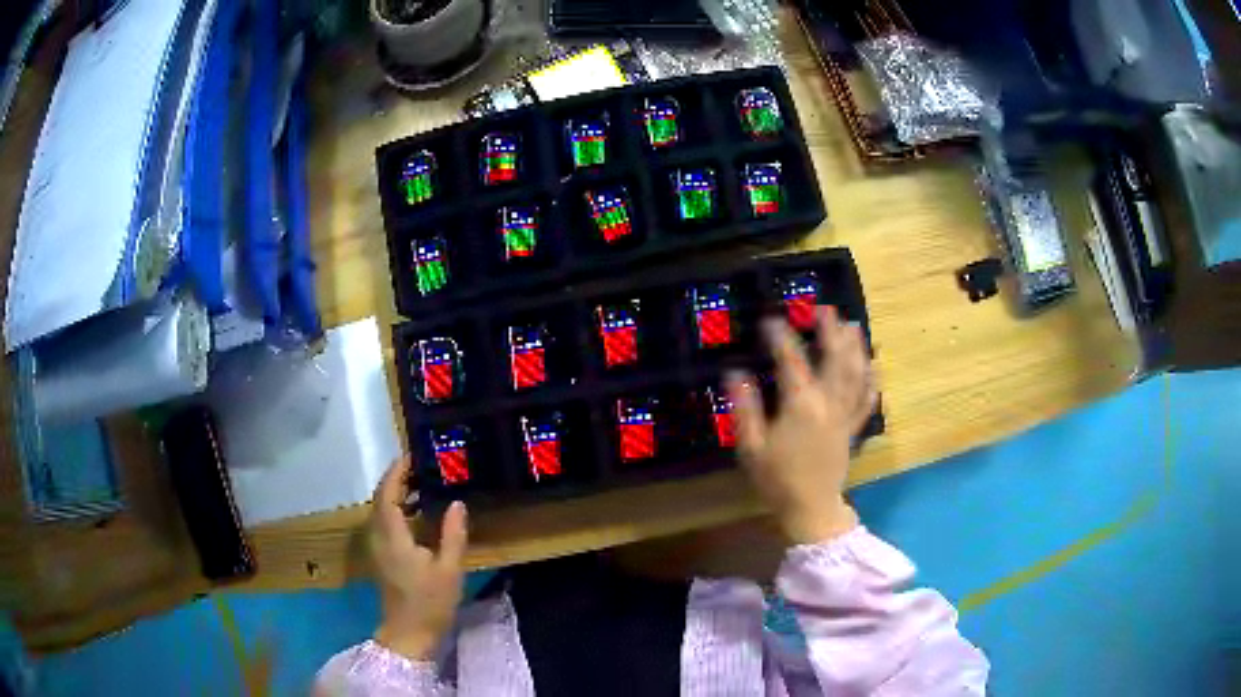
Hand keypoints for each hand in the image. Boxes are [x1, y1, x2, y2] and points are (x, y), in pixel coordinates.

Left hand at [369, 457, 467, 660]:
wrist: (408, 634)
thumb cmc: (430, 602)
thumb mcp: (449, 570)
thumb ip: (452, 534)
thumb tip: (456, 503)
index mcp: (393, 537)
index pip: (387, 494)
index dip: (396, 473)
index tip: (411, 455)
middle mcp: (379, 537)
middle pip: (380, 498)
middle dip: (395, 479)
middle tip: (419, 465)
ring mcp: (377, 547)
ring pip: (379, 510)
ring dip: (394, 493)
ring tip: (420, 483)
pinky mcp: (381, 556)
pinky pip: (383, 521)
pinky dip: (395, 509)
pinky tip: (415, 513)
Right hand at [726, 307, 876, 544]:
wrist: (810, 509)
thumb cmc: (777, 479)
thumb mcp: (752, 447)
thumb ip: (745, 408)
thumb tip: (734, 373)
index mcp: (801, 407)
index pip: (792, 363)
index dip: (782, 339)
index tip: (772, 319)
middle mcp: (828, 404)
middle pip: (834, 360)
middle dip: (831, 332)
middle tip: (826, 309)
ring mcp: (844, 416)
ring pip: (855, 375)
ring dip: (855, 348)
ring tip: (853, 326)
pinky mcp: (852, 429)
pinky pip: (867, 401)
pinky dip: (872, 382)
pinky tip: (874, 368)